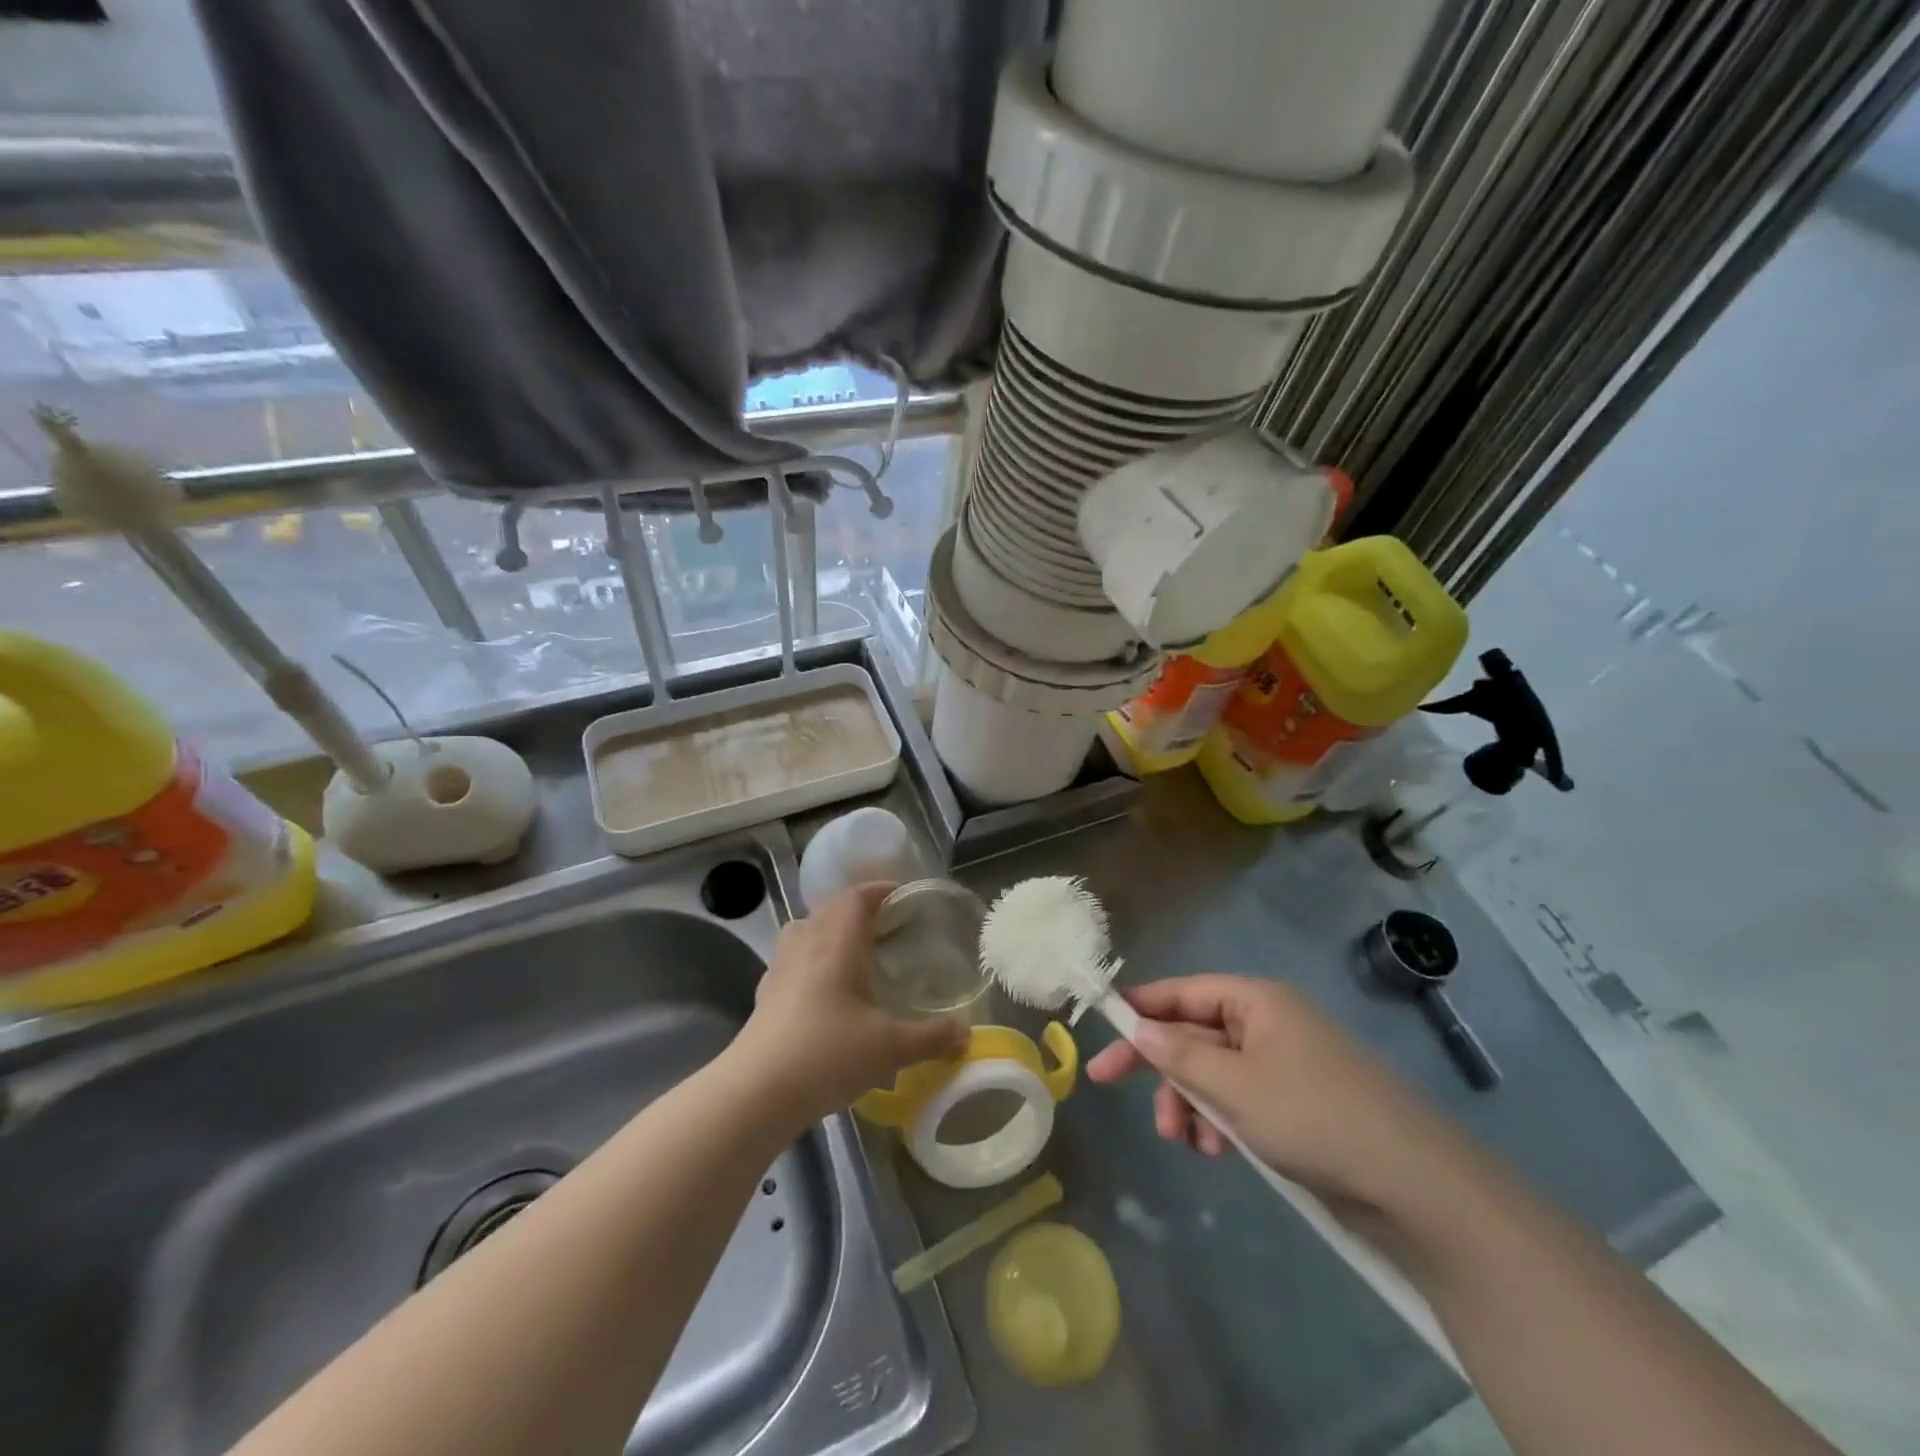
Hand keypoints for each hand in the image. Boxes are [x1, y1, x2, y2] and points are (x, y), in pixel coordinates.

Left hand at [732, 883, 968, 1126]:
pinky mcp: (765, 995)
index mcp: (836, 942)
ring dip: (829, 933)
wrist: (757, 1091)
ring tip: (854, 954)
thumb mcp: (890, 1047)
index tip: (901, 895)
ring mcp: (780, 968)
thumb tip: (966, 1034)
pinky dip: (811, 962)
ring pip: (805, 932)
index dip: (878, 890)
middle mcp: (805, 944)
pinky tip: (825, 992)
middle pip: (829, 910)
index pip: (855, 897)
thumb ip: (932, 1037)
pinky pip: (792, 961)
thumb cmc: (828, 1053)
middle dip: (857, 911)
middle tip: (885, 927)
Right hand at [1085, 976, 1463, 1215]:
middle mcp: (1268, 1024)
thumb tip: (1138, 1028)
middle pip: (1194, 1032)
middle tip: (1108, 1083)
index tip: (1101, 1024)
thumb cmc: (1314, 1117)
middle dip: (1161, 1065)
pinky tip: (1219, 1151)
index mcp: (1256, 1001)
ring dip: (1190, 1102)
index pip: (1183, 990)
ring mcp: (1284, 1065)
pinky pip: (1240, 1101)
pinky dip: (1220, 1121)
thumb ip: (1179, 1055)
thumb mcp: (1235, 1086)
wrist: (1416, 1188)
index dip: (1140, 1005)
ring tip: (1188, 1141)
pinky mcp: (1297, 1105)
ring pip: (1213, 1072)